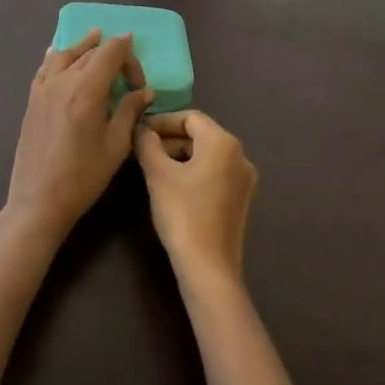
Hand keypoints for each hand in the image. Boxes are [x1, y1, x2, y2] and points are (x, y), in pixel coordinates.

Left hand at [5, 29, 151, 239]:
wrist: (39, 201)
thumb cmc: (83, 176)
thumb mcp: (116, 145)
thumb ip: (130, 111)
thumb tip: (144, 91)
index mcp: (87, 89)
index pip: (110, 52)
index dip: (129, 56)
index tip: (140, 82)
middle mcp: (63, 81)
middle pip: (90, 52)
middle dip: (111, 55)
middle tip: (126, 76)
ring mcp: (43, 89)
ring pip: (65, 54)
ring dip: (84, 46)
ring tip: (95, 38)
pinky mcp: (32, 100)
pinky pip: (45, 67)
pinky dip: (57, 55)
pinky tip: (59, 52)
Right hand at [134, 110, 256, 288]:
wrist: (208, 267)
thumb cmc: (182, 213)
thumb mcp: (158, 174)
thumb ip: (147, 144)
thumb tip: (142, 129)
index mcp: (223, 142)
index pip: (190, 117)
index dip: (162, 121)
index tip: (140, 132)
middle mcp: (240, 155)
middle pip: (201, 135)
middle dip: (170, 139)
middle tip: (143, 151)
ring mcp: (244, 179)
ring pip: (208, 155)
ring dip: (180, 155)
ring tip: (154, 168)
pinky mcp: (241, 199)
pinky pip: (215, 173)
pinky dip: (194, 172)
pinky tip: (173, 187)